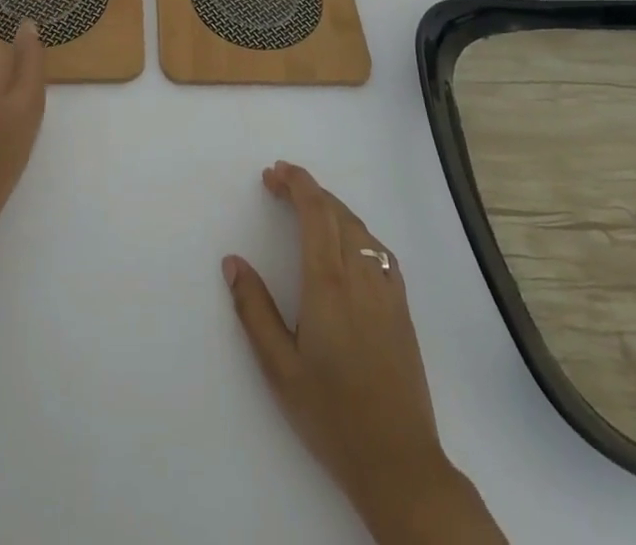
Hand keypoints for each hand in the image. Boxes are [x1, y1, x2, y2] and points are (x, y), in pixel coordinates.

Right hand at [224, 163, 494, 543]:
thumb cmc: (331, 414)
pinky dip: (356, 230)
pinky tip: (346, 243)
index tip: (273, 172)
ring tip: (307, 207)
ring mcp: (387, 290)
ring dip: (332, 207)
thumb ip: (254, 309)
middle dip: (308, 189)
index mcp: (328, 283)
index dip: (296, 183)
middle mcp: (361, 275)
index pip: (315, 211)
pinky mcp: (402, 308)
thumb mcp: (280, 368)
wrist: (399, 462)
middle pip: (337, 212)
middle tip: (278, 183)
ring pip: (360, 228)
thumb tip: (233, 261)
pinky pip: (379, 250)